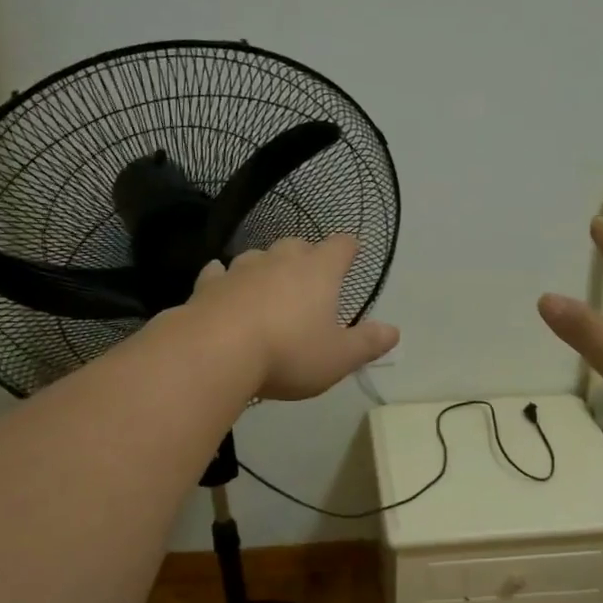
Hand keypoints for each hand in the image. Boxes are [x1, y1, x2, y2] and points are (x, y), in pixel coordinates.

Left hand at [187, 235, 398, 400]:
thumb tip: (394, 331)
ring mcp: (240, 270)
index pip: (340, 247)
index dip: (348, 249)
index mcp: (318, 272)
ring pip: (257, 256)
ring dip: (265, 267)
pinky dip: (224, 278)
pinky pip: (218, 273)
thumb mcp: (338, 357)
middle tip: (310, 276)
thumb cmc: (288, 353)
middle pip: (297, 245)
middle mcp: (280, 261)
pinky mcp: (208, 286)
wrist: (215, 352)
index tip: (352, 253)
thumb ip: (367, 344)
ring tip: (269, 286)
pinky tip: (222, 286)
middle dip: (306, 256)